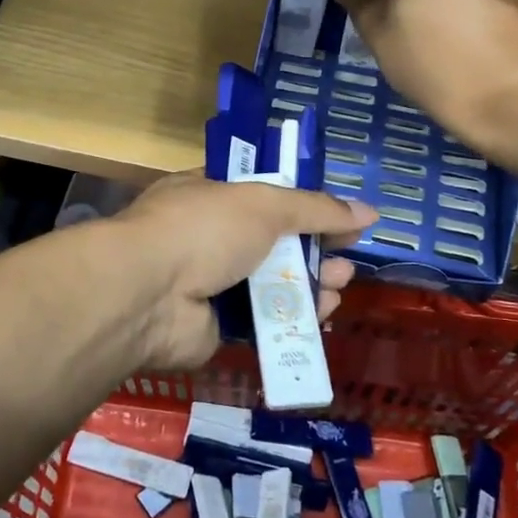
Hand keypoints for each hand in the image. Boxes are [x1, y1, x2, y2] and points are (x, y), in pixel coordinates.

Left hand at [112, 173, 375, 371]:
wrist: (149, 295)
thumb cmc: (203, 229)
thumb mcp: (264, 204)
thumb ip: (315, 208)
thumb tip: (368, 211)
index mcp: (206, 194)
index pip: (259, 192)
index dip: (299, 202)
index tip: (335, 212)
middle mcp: (206, 236)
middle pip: (271, 241)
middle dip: (312, 247)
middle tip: (348, 254)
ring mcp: (208, 282)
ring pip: (270, 282)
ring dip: (310, 282)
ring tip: (342, 283)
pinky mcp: (215, 325)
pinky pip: (263, 320)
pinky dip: (293, 318)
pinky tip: (323, 314)